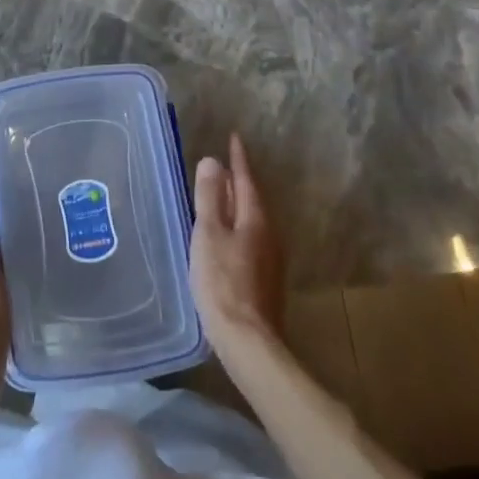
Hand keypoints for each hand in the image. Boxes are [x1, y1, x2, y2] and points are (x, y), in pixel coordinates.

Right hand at [189, 133, 285, 354]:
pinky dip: (237, 226)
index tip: (233, 138)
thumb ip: (210, 197)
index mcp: (256, 219)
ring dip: (237, 205)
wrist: (248, 340)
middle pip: (252, 199)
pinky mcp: (265, 278)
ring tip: (219, 197)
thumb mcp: (208, 234)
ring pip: (252, 220)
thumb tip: (213, 161)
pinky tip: (225, 236)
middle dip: (237, 181)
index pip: (246, 180)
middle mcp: (269, 234)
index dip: (238, 159)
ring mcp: (270, 258)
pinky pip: (251, 238)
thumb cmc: (222, 282)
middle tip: (222, 166)